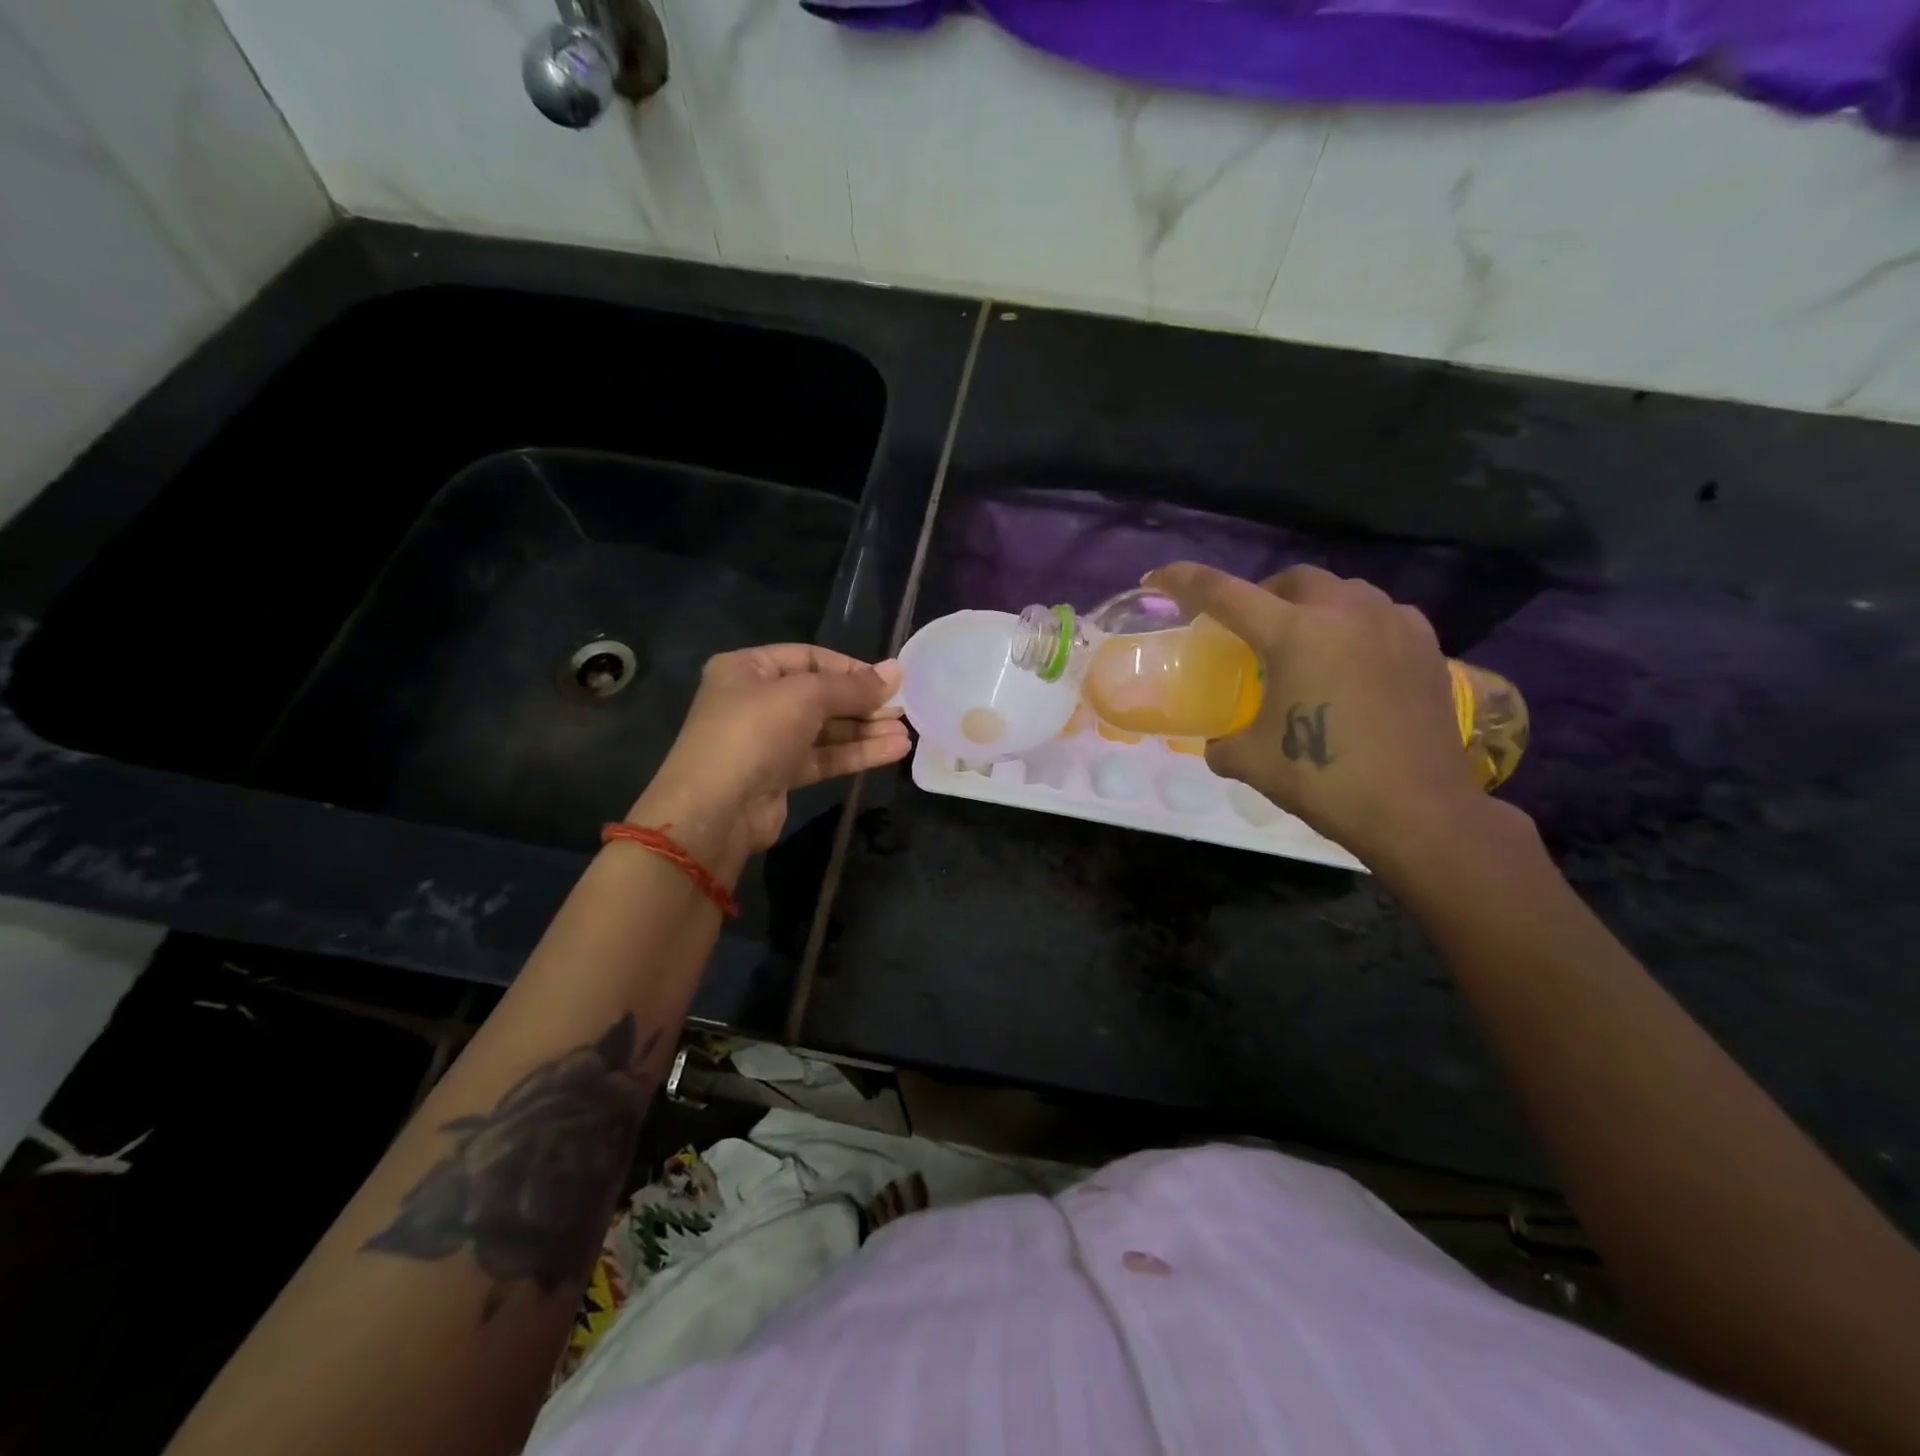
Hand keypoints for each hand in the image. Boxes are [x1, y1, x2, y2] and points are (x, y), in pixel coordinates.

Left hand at [628, 645, 909, 871]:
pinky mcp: (780, 775)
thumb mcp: (805, 697)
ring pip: (826, 730)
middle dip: (862, 702)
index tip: (887, 680)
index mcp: (747, 669)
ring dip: (865, 730)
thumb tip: (896, 670)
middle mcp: (756, 701)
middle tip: (902, 708)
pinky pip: (825, 757)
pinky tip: (893, 750)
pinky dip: (857, 753)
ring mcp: (768, 740)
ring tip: (906, 732)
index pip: (808, 657)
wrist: (714, 811)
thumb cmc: (753, 734)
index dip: (849, 667)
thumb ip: (852, 686)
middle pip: (820, 695)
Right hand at [1145, 562, 1487, 864]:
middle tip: (1249, 627)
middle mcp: (1344, 613)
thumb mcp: (1252, 762)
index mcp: (1294, 634)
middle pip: (1291, 578)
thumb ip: (1224, 743)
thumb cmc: (1326, 779)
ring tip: (1305, 642)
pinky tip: (1353, 659)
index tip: (1157, 577)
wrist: (1418, 810)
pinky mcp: (1425, 644)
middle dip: (1262, 593)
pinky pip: (1381, 614)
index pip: (1224, 593)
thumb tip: (1219, 744)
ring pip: (1342, 591)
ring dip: (1312, 606)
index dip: (1183, 581)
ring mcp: (1392, 623)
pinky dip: (1355, 625)